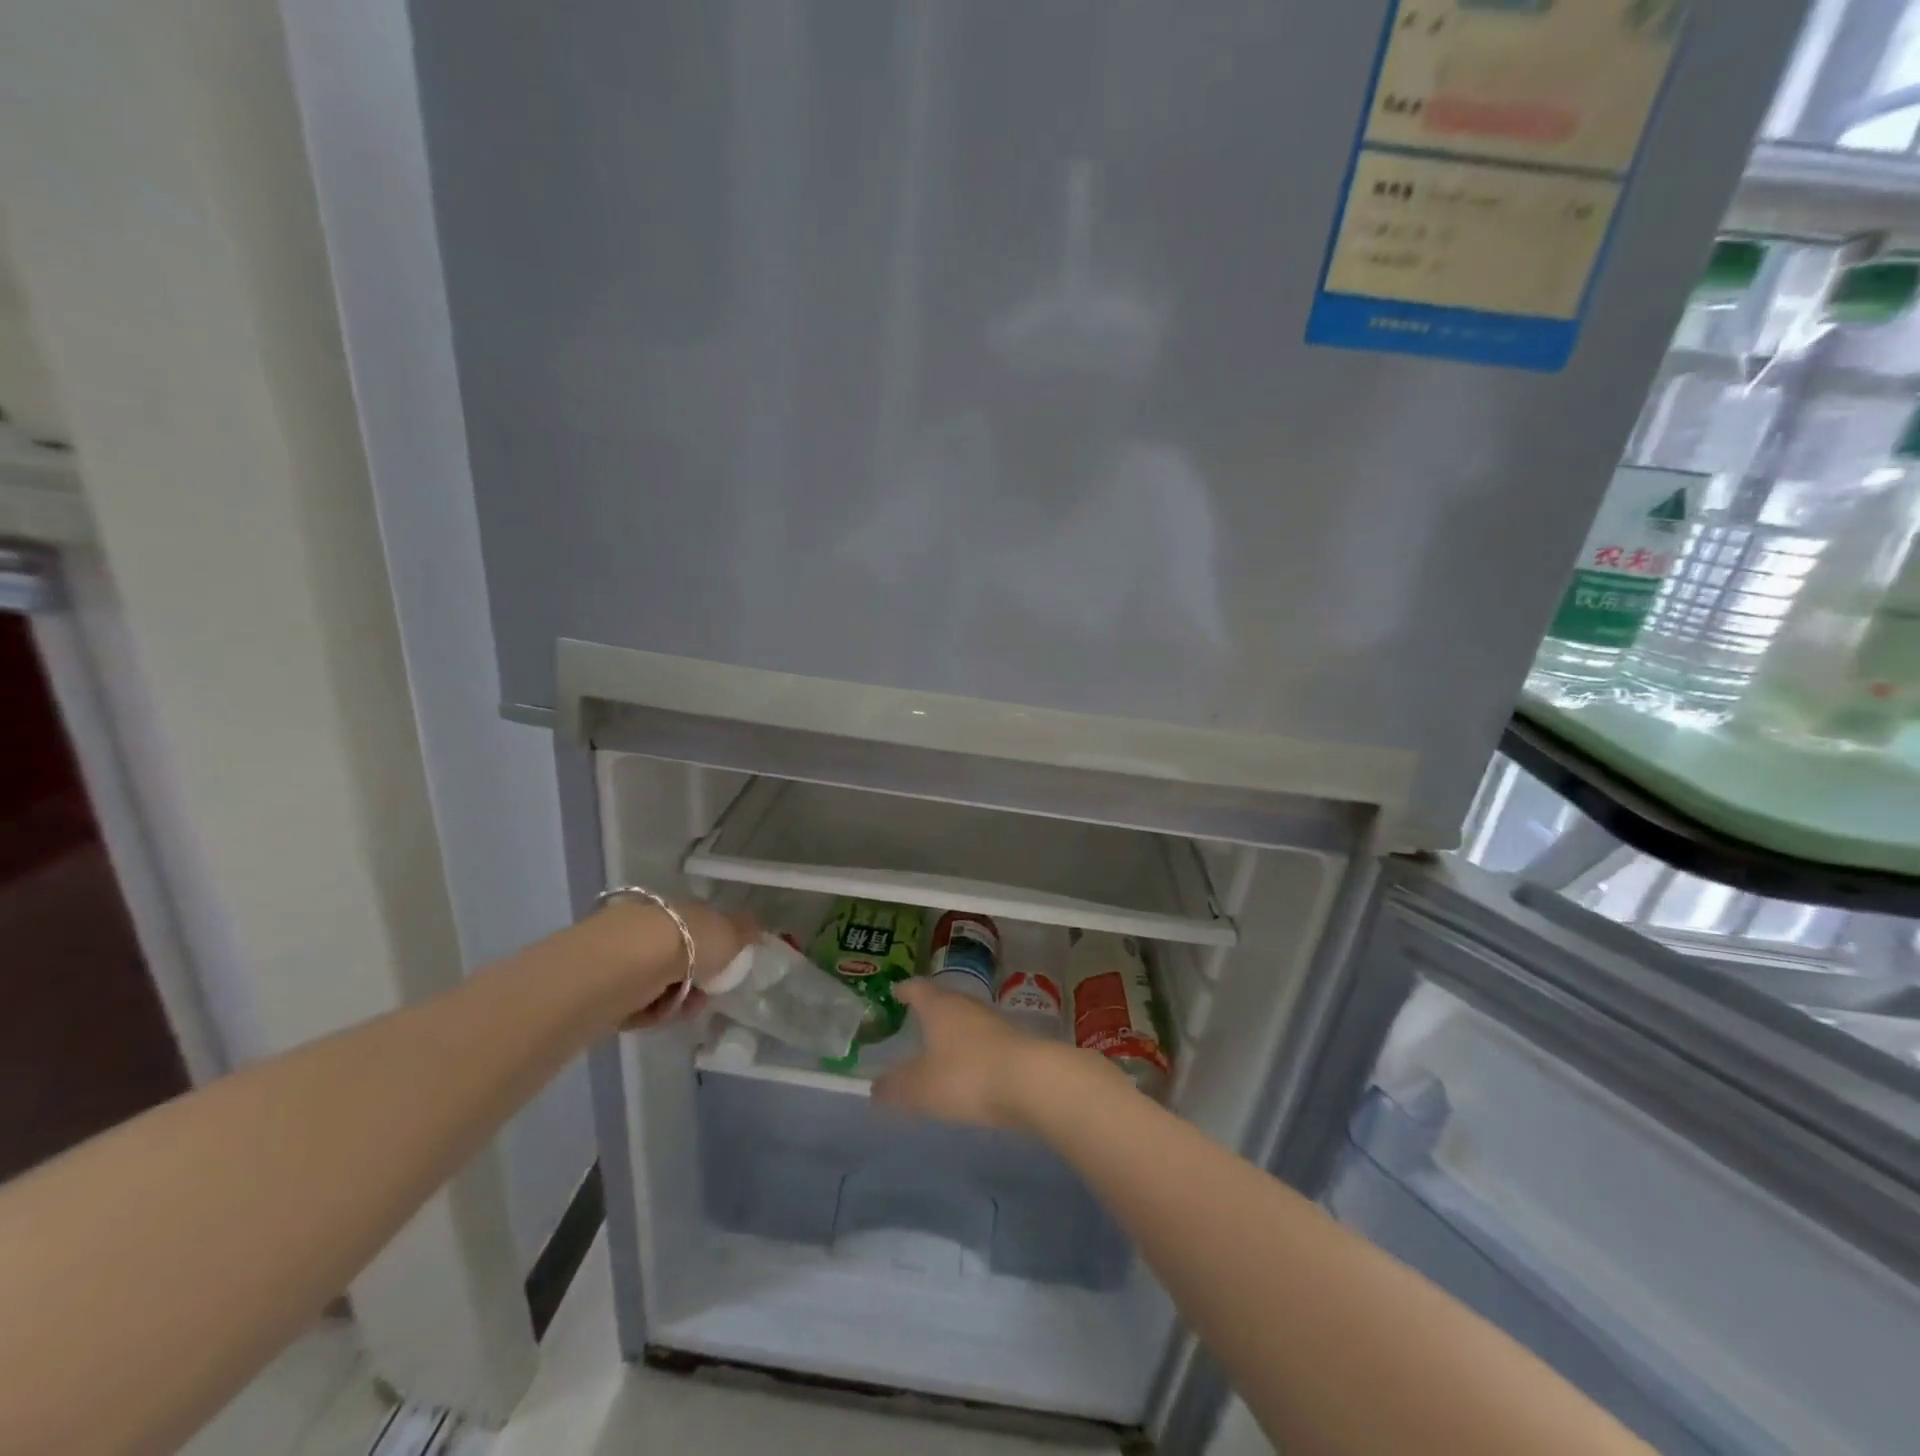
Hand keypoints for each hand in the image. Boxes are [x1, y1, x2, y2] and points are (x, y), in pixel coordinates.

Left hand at [609, 898, 759, 1030]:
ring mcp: (620, 955)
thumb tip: (757, 930)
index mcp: (677, 908)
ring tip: (681, 1009)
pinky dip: (649, 1012)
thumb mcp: (730, 932)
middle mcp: (647, 926)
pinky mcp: (598, 985)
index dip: (713, 952)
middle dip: (695, 983)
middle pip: (677, 960)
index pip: (696, 929)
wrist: (628, 964)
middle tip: (703, 997)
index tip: (723, 971)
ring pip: (657, 984)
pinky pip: (634, 1003)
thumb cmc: (687, 942)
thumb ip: (745, 931)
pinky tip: (656, 1013)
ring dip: (675, 1001)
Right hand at [874, 979, 1109, 1131]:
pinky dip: (972, 1053)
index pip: (918, 989)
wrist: (1032, 1082)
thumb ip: (895, 1087)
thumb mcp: (920, 1088)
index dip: (905, 990)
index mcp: (940, 1007)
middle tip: (915, 1021)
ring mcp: (994, 1024)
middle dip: (930, 1011)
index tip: (896, 991)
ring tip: (939, 1049)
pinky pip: (984, 1044)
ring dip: (953, 1033)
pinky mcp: (1014, 1045)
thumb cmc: (966, 1075)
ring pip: (966, 1022)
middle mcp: (967, 1007)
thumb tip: (875, 1087)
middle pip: (944, 1002)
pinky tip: (968, 1071)